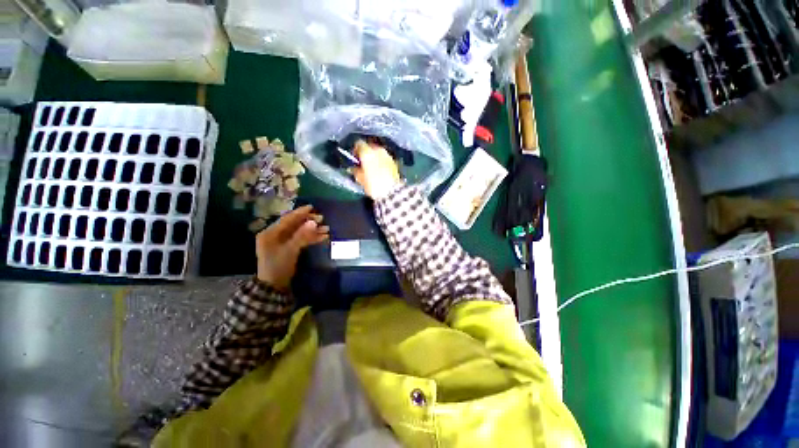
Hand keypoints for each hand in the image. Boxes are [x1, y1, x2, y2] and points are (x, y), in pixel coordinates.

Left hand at [256, 205, 328, 290]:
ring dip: (313, 230)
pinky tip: (323, 237)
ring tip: (327, 229)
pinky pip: (301, 240)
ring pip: (299, 232)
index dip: (300, 213)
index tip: (312, 207)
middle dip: (309, 222)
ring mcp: (282, 242)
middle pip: (294, 224)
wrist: (274, 286)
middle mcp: (275, 235)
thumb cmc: (278, 266)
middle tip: (322, 219)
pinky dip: (311, 238)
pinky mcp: (288, 248)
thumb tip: (314, 222)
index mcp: (270, 233)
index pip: (287, 219)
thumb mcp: (290, 250)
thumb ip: (302, 235)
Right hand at [352, 140, 400, 199]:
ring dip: (374, 156)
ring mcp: (388, 155)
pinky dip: (381, 161)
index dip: (355, 150)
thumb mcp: (360, 179)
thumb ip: (355, 171)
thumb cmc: (373, 185)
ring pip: (378, 151)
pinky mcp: (394, 162)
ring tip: (372, 167)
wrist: (392, 192)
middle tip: (363, 163)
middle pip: (370, 146)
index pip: (359, 143)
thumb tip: (352, 168)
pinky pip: (385, 158)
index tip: (354, 159)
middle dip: (366, 153)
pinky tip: (380, 169)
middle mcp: (378, 150)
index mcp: (367, 152)